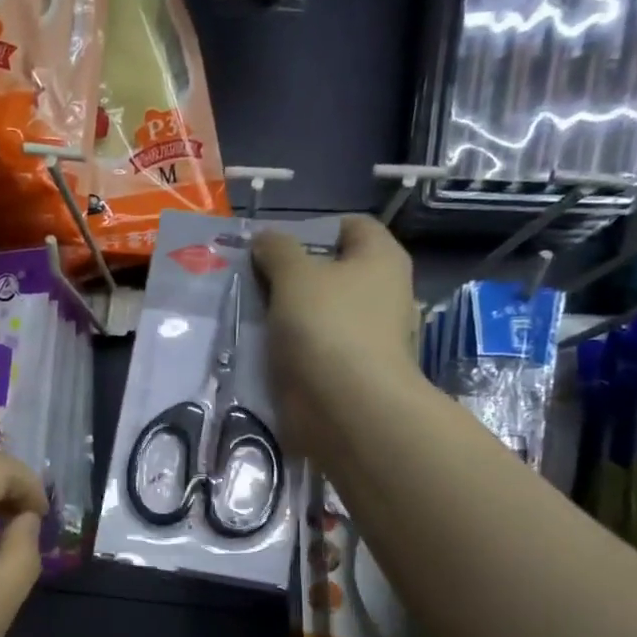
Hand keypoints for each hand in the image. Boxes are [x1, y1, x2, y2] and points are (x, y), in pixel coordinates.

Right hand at [252, 215, 417, 457]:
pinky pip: (317, 349)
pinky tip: (265, 352)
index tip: (273, 247)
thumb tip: (266, 238)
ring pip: (322, 313)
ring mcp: (370, 336)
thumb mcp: (294, 276)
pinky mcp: (353, 372)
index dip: (312, 229)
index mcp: (382, 259)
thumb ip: (277, 250)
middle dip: (294, 275)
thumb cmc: (327, 328)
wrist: (348, 410)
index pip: (350, 226)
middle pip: (333, 272)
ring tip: (252, 317)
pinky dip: (295, 349)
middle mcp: (384, 293)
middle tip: (253, 282)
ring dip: (290, 315)